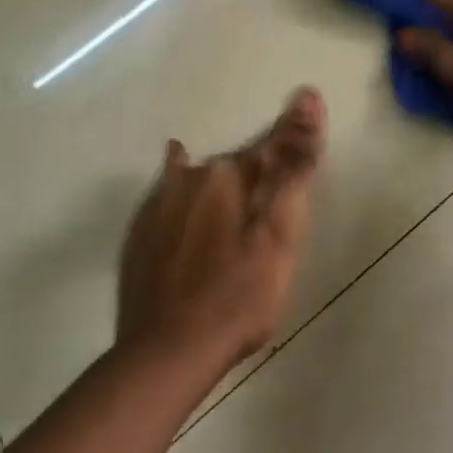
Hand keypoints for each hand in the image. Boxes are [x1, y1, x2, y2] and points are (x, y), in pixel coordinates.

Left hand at [116, 88, 326, 373]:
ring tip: (240, 180)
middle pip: (238, 163)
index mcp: (227, 175)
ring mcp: (159, 205)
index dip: (297, 131)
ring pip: (203, 177)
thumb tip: (306, 101)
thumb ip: (294, 169)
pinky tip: (179, 163)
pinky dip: (185, 183)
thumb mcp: (280, 234)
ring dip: (226, 176)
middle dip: (262, 165)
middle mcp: (189, 178)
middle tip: (283, 176)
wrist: (165, 354)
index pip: (273, 145)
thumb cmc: (238, 297)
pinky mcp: (141, 233)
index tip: (311, 99)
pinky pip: (170, 193)